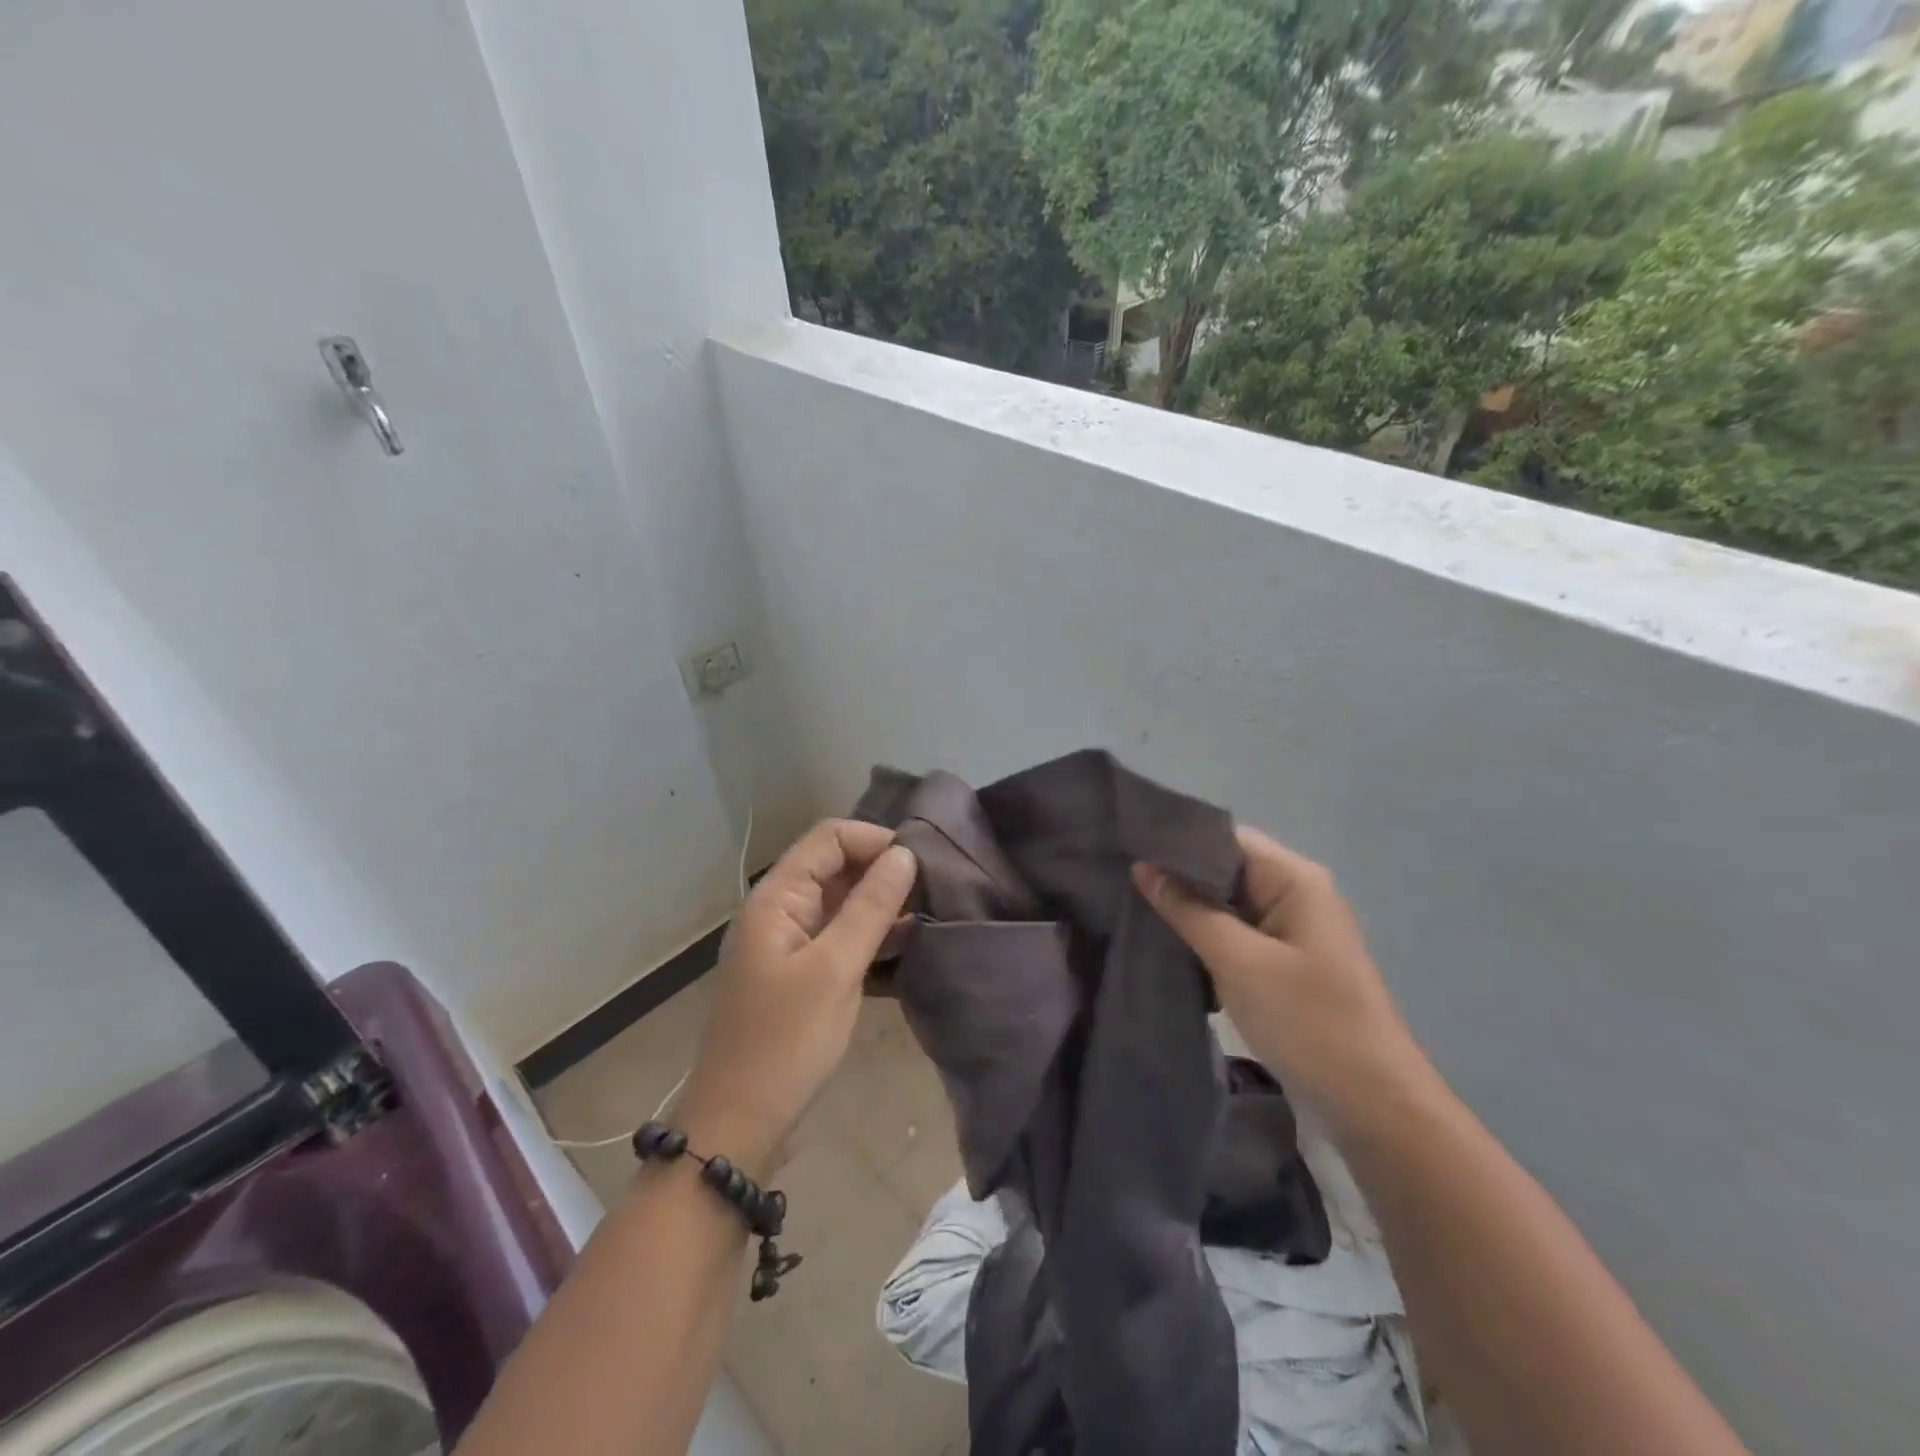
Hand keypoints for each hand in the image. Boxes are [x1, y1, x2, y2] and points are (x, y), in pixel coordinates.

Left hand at [676, 820, 917, 1176]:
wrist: (738, 1124)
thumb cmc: (785, 1042)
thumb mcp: (835, 969)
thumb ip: (871, 907)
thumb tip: (905, 854)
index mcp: (777, 898)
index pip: (829, 838)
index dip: (875, 840)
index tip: (921, 865)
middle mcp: (780, 910)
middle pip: (835, 866)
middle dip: (882, 872)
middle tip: (932, 892)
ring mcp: (788, 943)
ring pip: (841, 903)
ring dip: (881, 905)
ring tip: (927, 917)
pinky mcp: (800, 973)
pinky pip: (840, 937)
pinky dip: (870, 936)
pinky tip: (906, 948)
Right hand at [1132, 827, 1427, 1131]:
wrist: (1372, 1106)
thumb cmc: (1308, 1021)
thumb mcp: (1238, 961)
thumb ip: (1187, 909)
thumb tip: (1143, 867)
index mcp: (1294, 879)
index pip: (1225, 838)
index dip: (1176, 842)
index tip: (1126, 848)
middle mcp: (1295, 893)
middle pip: (1224, 869)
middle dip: (1175, 877)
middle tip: (1118, 880)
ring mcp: (1290, 930)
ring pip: (1225, 904)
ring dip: (1186, 910)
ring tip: (1130, 908)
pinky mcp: (1283, 963)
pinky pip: (1234, 934)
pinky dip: (1203, 938)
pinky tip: (1164, 945)